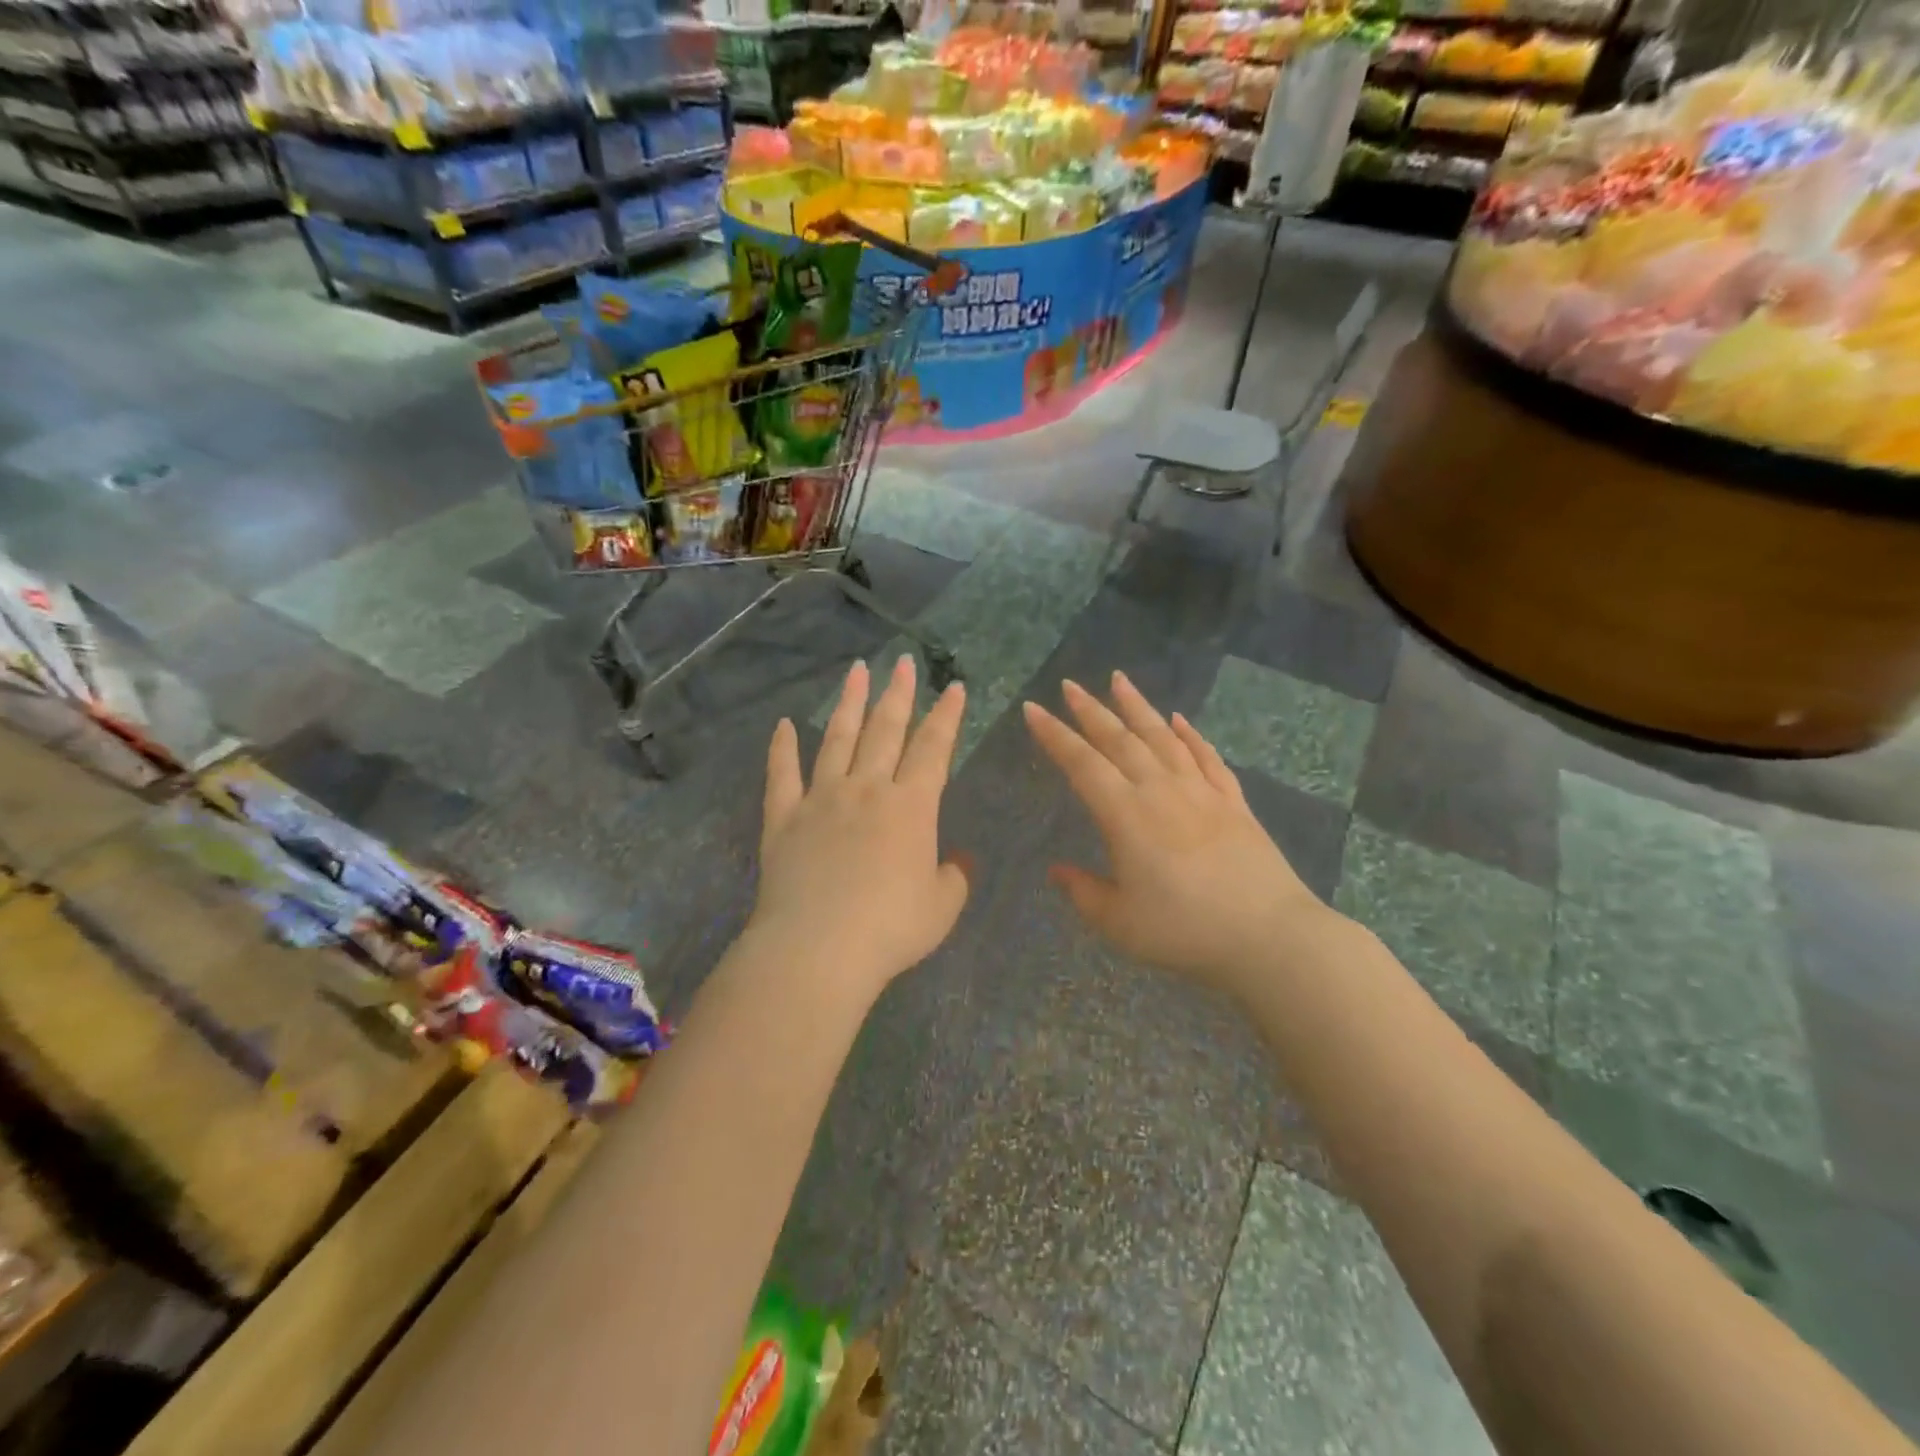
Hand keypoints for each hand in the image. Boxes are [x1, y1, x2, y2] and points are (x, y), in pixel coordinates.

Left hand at [752, 656, 969, 998]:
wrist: (818, 949)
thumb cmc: (890, 929)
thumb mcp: (941, 908)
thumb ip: (952, 878)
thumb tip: (954, 861)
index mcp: (911, 807)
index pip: (934, 748)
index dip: (947, 716)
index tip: (954, 687)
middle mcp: (867, 790)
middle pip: (886, 730)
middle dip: (898, 694)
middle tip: (904, 662)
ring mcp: (821, 799)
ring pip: (838, 739)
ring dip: (849, 703)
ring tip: (857, 671)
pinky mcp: (784, 818)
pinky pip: (782, 775)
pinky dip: (781, 749)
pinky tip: (782, 725)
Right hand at [1022, 672, 1334, 994]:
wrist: (1269, 936)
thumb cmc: (1184, 930)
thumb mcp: (1120, 922)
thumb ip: (1084, 892)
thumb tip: (1057, 870)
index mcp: (1125, 814)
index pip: (1081, 763)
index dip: (1054, 735)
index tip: (1033, 709)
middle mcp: (1160, 790)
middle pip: (1119, 739)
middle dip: (1090, 710)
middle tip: (1069, 685)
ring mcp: (1200, 791)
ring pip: (1162, 737)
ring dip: (1137, 707)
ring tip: (1119, 680)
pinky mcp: (1232, 801)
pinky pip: (1206, 757)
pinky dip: (1190, 735)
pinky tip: (1179, 720)